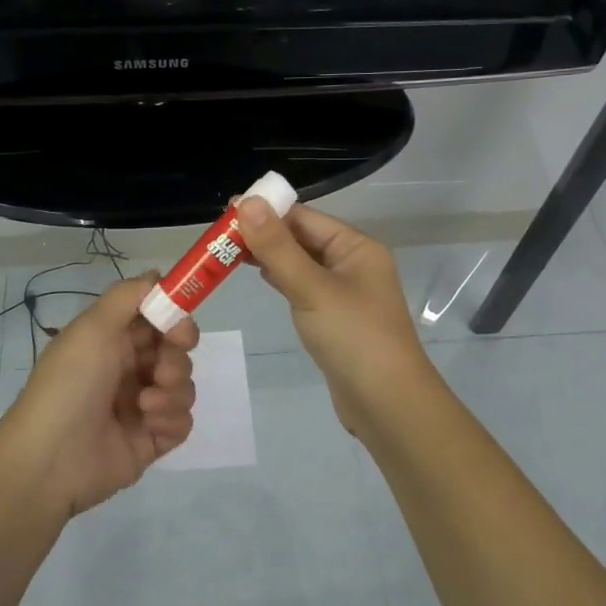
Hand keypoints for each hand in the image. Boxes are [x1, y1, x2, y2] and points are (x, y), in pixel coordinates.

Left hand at [0, 274, 198, 515]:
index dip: (175, 319)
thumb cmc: (70, 384)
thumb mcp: (93, 327)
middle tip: (160, 370)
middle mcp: (128, 369)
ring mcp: (142, 406)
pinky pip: (182, 421)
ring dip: (173, 391)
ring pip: (184, 386)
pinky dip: (171, 420)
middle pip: (176, 352)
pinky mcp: (152, 440)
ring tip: (145, 404)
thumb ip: (129, 295)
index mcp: (112, 341)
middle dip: (176, 358)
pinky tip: (149, 425)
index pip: (157, 319)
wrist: (51, 459)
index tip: (181, 329)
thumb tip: (158, 274)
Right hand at [233, 200, 435, 438]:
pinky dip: (282, 279)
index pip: (305, 217)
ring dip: (270, 256)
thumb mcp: (312, 288)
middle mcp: (353, 263)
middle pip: (302, 238)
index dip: (267, 211)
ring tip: (228, 252)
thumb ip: (277, 247)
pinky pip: (304, 287)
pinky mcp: (335, 318)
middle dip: (265, 233)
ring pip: (301, 263)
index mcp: (356, 247)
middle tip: (219, 235)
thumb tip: (246, 202)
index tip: (226, 210)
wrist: (387, 404)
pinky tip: (260, 277)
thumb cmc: (353, 338)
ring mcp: (345, 292)